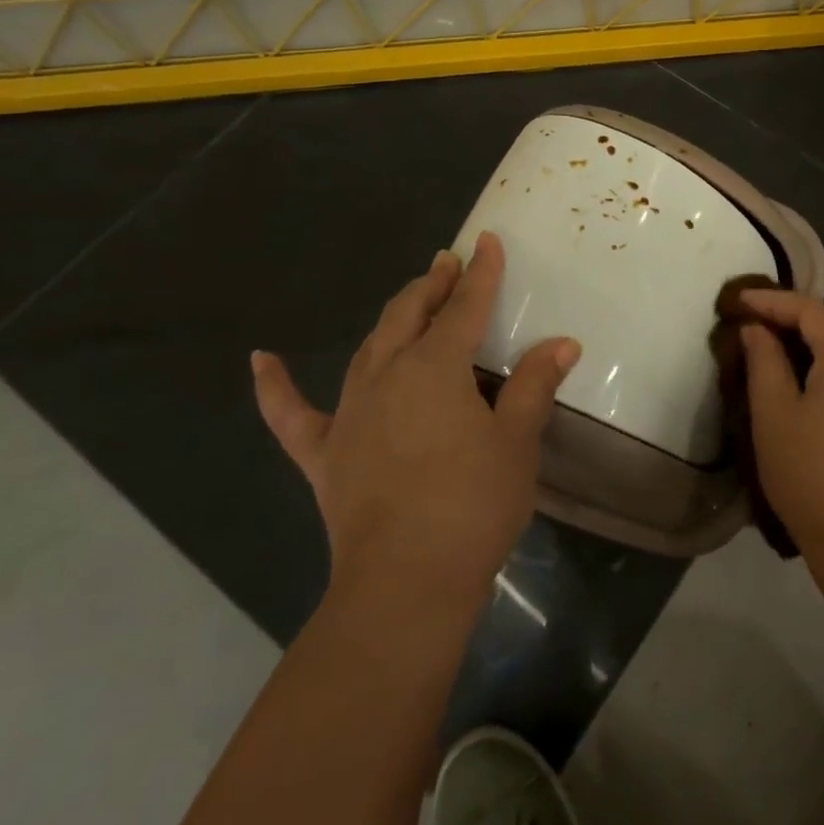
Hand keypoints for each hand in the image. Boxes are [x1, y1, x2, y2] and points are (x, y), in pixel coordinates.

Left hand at [250, 232, 579, 595]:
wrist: (405, 583)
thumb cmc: (472, 506)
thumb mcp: (517, 442)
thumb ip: (534, 385)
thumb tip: (562, 343)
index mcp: (435, 368)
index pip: (465, 307)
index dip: (480, 273)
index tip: (487, 241)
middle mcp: (387, 375)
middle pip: (409, 315)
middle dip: (432, 286)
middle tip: (447, 264)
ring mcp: (349, 412)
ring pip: (369, 347)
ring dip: (392, 318)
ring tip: (411, 300)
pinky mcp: (324, 452)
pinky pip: (291, 413)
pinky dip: (275, 385)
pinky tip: (261, 359)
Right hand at [739, 290, 823, 556]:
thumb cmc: (811, 473)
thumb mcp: (773, 413)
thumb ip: (764, 360)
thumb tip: (757, 329)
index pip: (808, 309)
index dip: (770, 301)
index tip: (737, 301)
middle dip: (800, 314)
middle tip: (762, 324)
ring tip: (788, 351)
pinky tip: (822, 383)